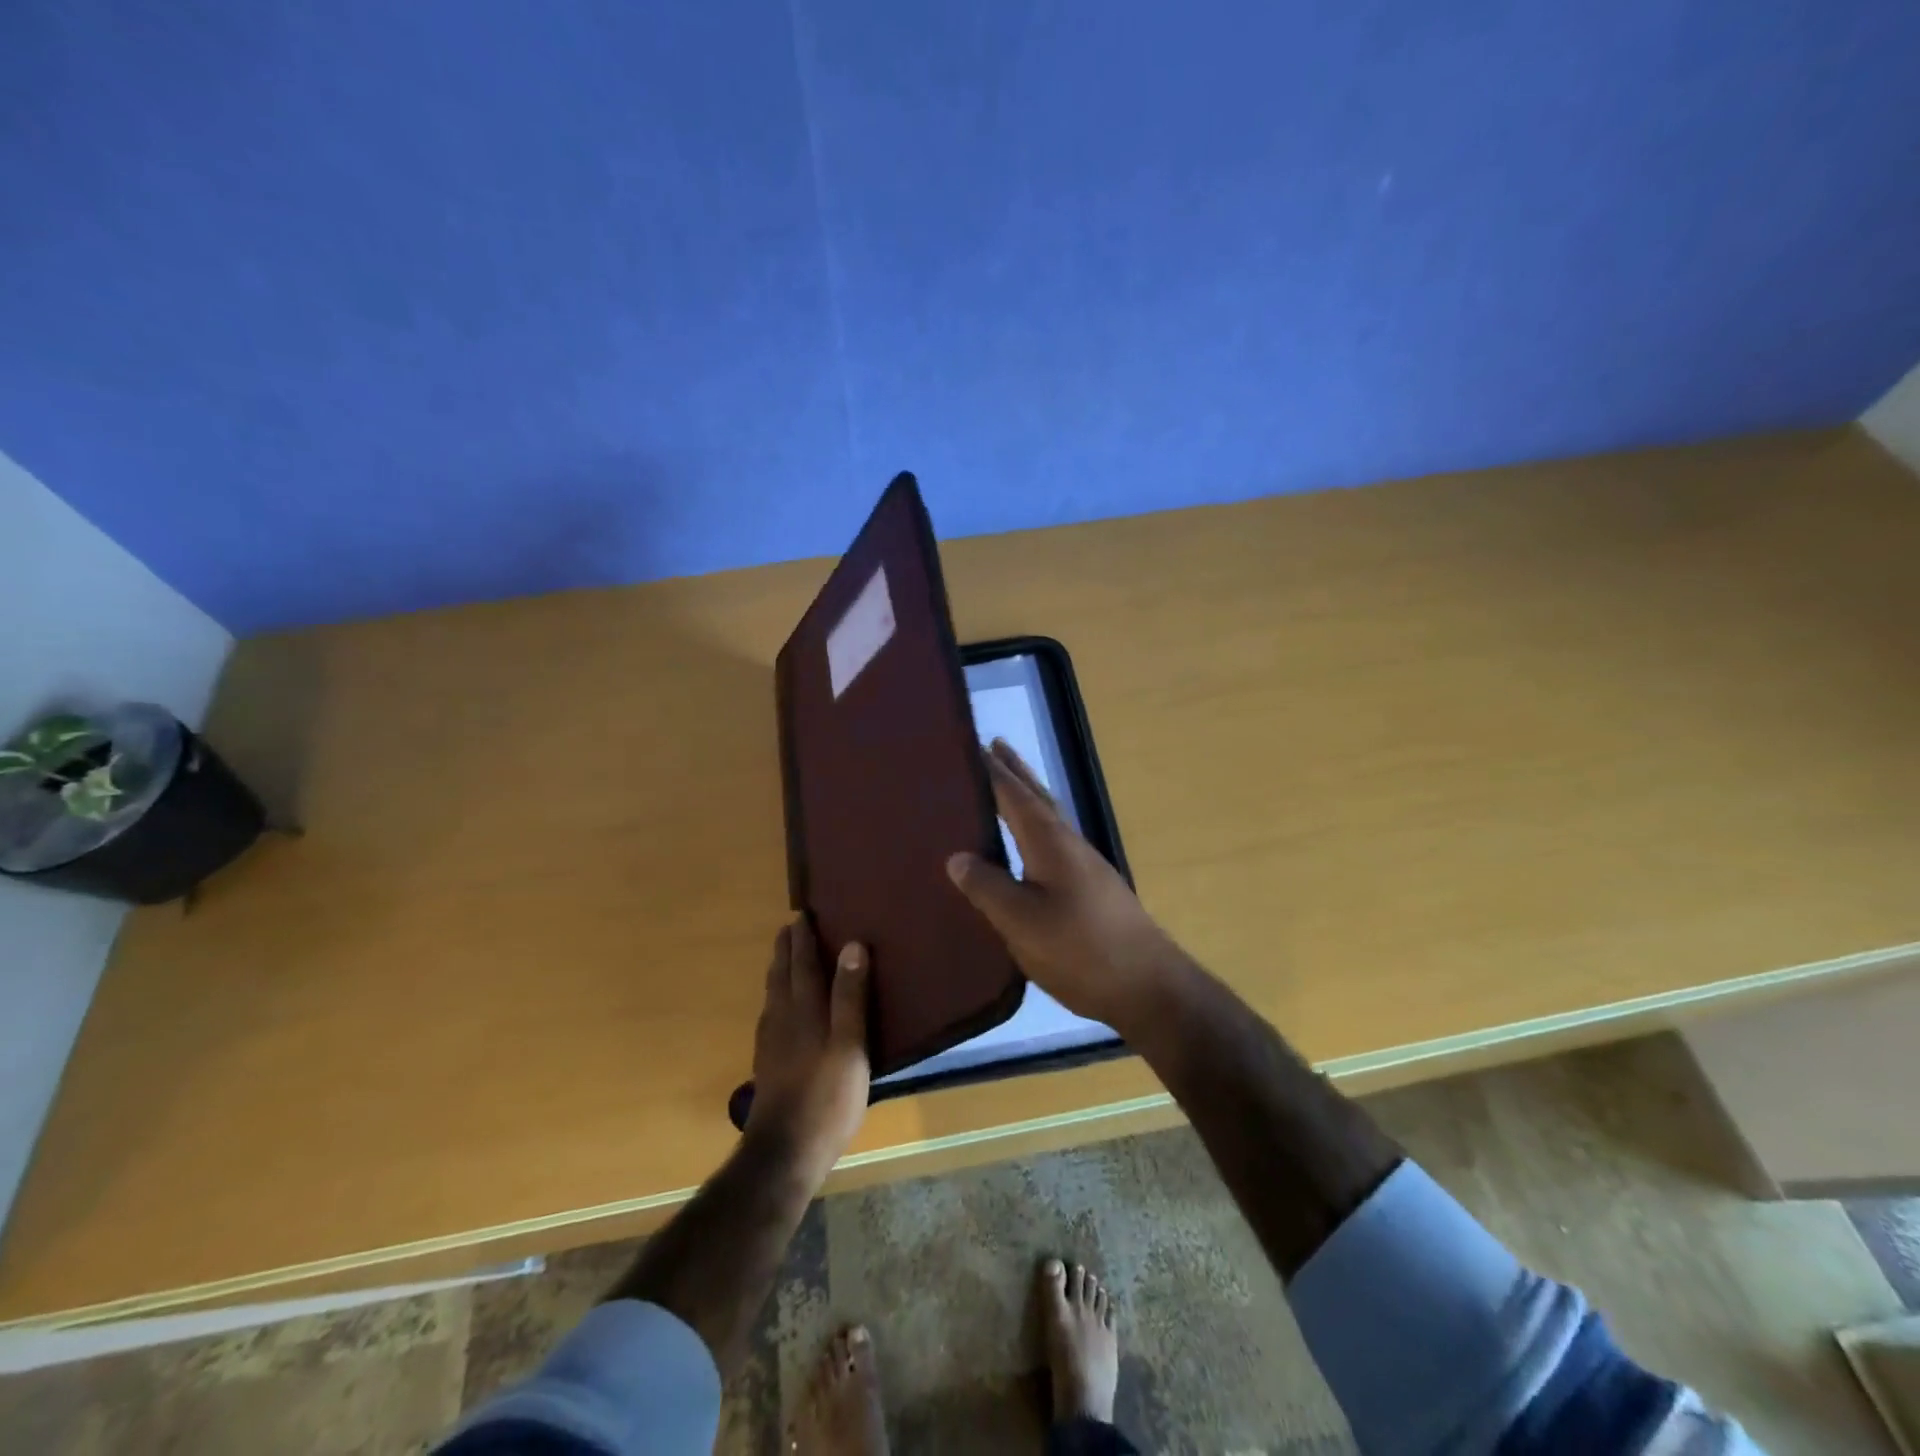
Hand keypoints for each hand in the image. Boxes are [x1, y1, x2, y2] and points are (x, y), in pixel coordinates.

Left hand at [745, 917, 870, 1179]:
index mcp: (805, 1010)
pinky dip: (775, 998)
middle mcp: (783, 1019)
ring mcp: (772, 1043)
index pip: (803, 964)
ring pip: (772, 995)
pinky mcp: (768, 1064)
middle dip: (786, 950)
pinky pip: (770, 1015)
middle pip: (782, 975)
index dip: (803, 939)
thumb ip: (850, 995)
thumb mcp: (850, 1044)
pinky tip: (777, 1010)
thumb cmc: (827, 1096)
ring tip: (782, 958)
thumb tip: (852, 945)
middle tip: (788, 928)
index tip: (801, 914)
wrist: (785, 1151)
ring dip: (778, 970)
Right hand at [946, 740, 1188, 1033]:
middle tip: (994, 747)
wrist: (1149, 987)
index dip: (993, 772)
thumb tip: (956, 856)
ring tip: (1006, 789)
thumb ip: (987, 887)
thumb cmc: (1080, 949)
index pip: (1015, 795)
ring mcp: (1086, 867)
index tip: (974, 744)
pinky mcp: (1093, 890)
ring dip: (1028, 798)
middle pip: (1039, 797)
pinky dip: (1036, 829)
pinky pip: (1056, 843)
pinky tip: (1029, 849)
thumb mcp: (1021, 921)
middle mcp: (1069, 844)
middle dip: (1016, 773)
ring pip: (1051, 819)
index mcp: (1049, 842)